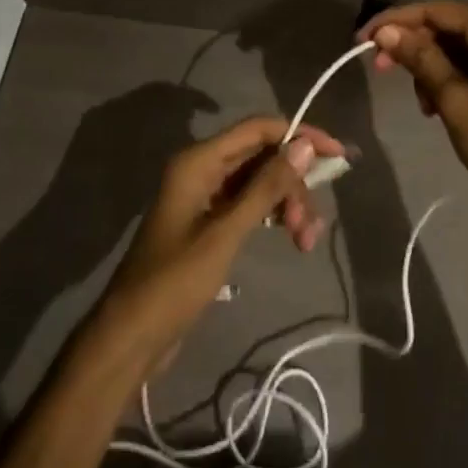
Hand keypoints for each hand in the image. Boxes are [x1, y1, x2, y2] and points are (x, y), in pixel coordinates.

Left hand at [95, 116, 343, 372]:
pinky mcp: (210, 223)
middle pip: (262, 157)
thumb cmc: (174, 281)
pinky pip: (250, 205)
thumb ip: (266, 187)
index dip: (299, 135)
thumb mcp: (226, 233)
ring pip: (260, 183)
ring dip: (287, 205)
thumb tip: (305, 145)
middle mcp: (203, 169)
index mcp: (199, 161)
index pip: (258, 129)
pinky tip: (293, 238)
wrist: (131, 337)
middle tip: (311, 224)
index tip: (336, 154)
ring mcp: (206, 196)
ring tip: (305, 242)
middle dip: (293, 184)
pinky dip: (273, 218)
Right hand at [360, 1, 467, 224]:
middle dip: (413, 46)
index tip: (364, 39)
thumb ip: (420, 58)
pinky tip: (437, 106)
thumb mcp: (453, 99)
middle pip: (448, 26)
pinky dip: (451, 79)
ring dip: (431, 67)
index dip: (396, 21)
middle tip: (380, 69)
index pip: (436, 10)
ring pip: (459, 48)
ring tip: (421, 103)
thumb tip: (387, 31)